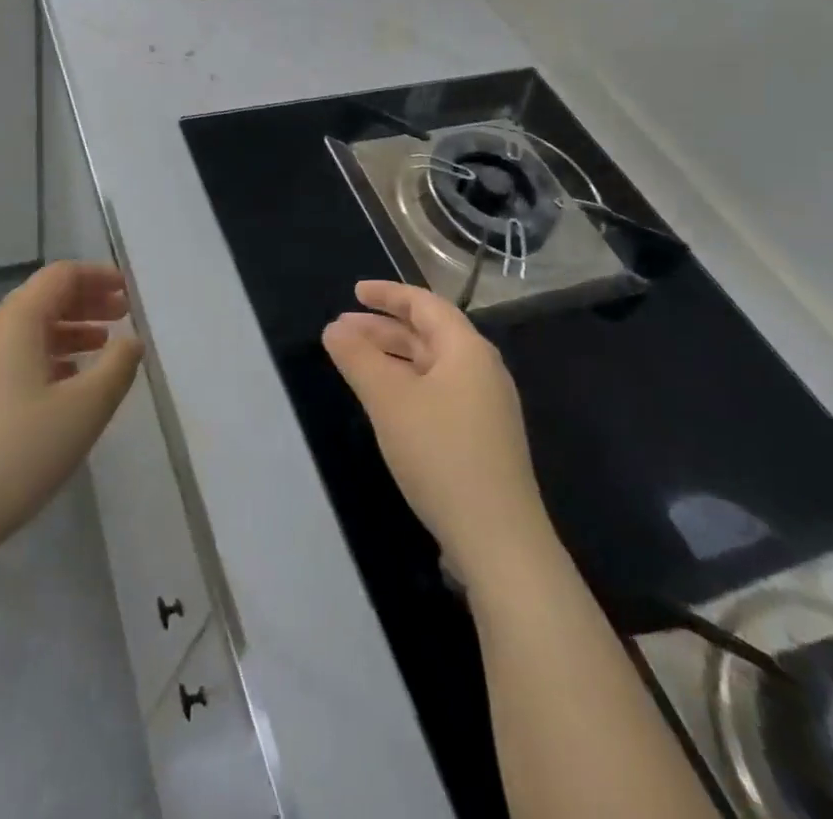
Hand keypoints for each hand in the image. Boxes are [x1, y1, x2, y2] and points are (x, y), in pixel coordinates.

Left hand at [0, 262, 142, 554]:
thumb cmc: (21, 450)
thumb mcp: (85, 408)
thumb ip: (116, 367)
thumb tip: (131, 340)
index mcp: (17, 320)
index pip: (61, 276)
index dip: (98, 276)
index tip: (128, 290)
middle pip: (44, 297)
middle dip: (86, 301)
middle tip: (123, 314)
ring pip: (29, 327)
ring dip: (69, 329)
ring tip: (103, 345)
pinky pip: (15, 353)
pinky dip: (48, 353)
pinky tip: (68, 380)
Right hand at [323, 280, 551, 579]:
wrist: (499, 540)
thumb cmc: (441, 454)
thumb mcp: (389, 400)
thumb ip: (358, 358)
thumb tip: (334, 328)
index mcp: (467, 350)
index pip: (424, 305)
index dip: (387, 294)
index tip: (354, 292)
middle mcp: (481, 371)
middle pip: (428, 334)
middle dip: (383, 328)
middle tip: (341, 329)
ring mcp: (485, 407)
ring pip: (431, 366)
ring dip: (392, 357)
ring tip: (354, 362)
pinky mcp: (481, 439)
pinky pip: (438, 392)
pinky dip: (406, 383)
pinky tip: (384, 402)